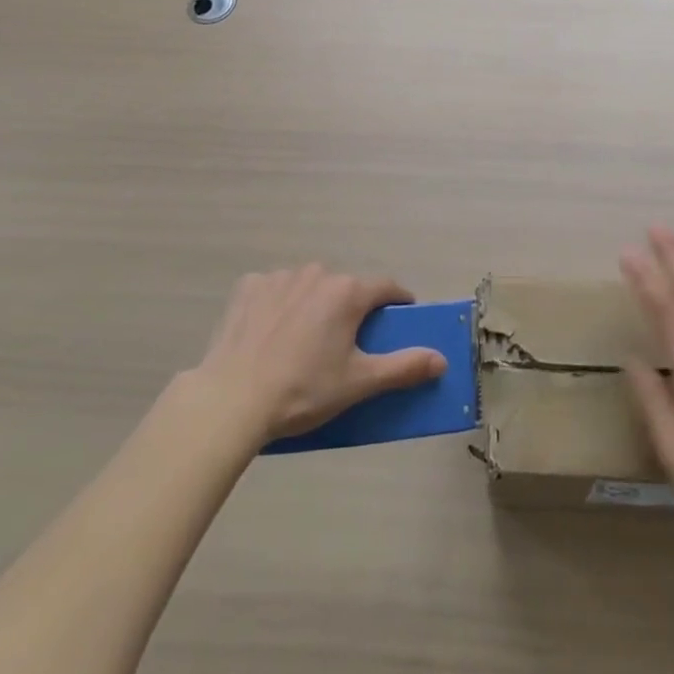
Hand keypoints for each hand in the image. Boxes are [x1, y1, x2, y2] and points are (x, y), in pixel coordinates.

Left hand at [185, 266, 446, 442]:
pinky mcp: (249, 287)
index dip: (397, 301)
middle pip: (345, 288)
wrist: (232, 400)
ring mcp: (280, 277)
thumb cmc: (303, 391)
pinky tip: (270, 334)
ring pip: (309, 286)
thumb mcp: (358, 383)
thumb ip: (403, 368)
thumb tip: (442, 360)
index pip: (386, 288)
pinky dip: (278, 305)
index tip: (401, 316)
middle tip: (345, 344)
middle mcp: (317, 273)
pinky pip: (275, 290)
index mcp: (347, 292)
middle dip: (350, 309)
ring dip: (314, 305)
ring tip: (302, 343)